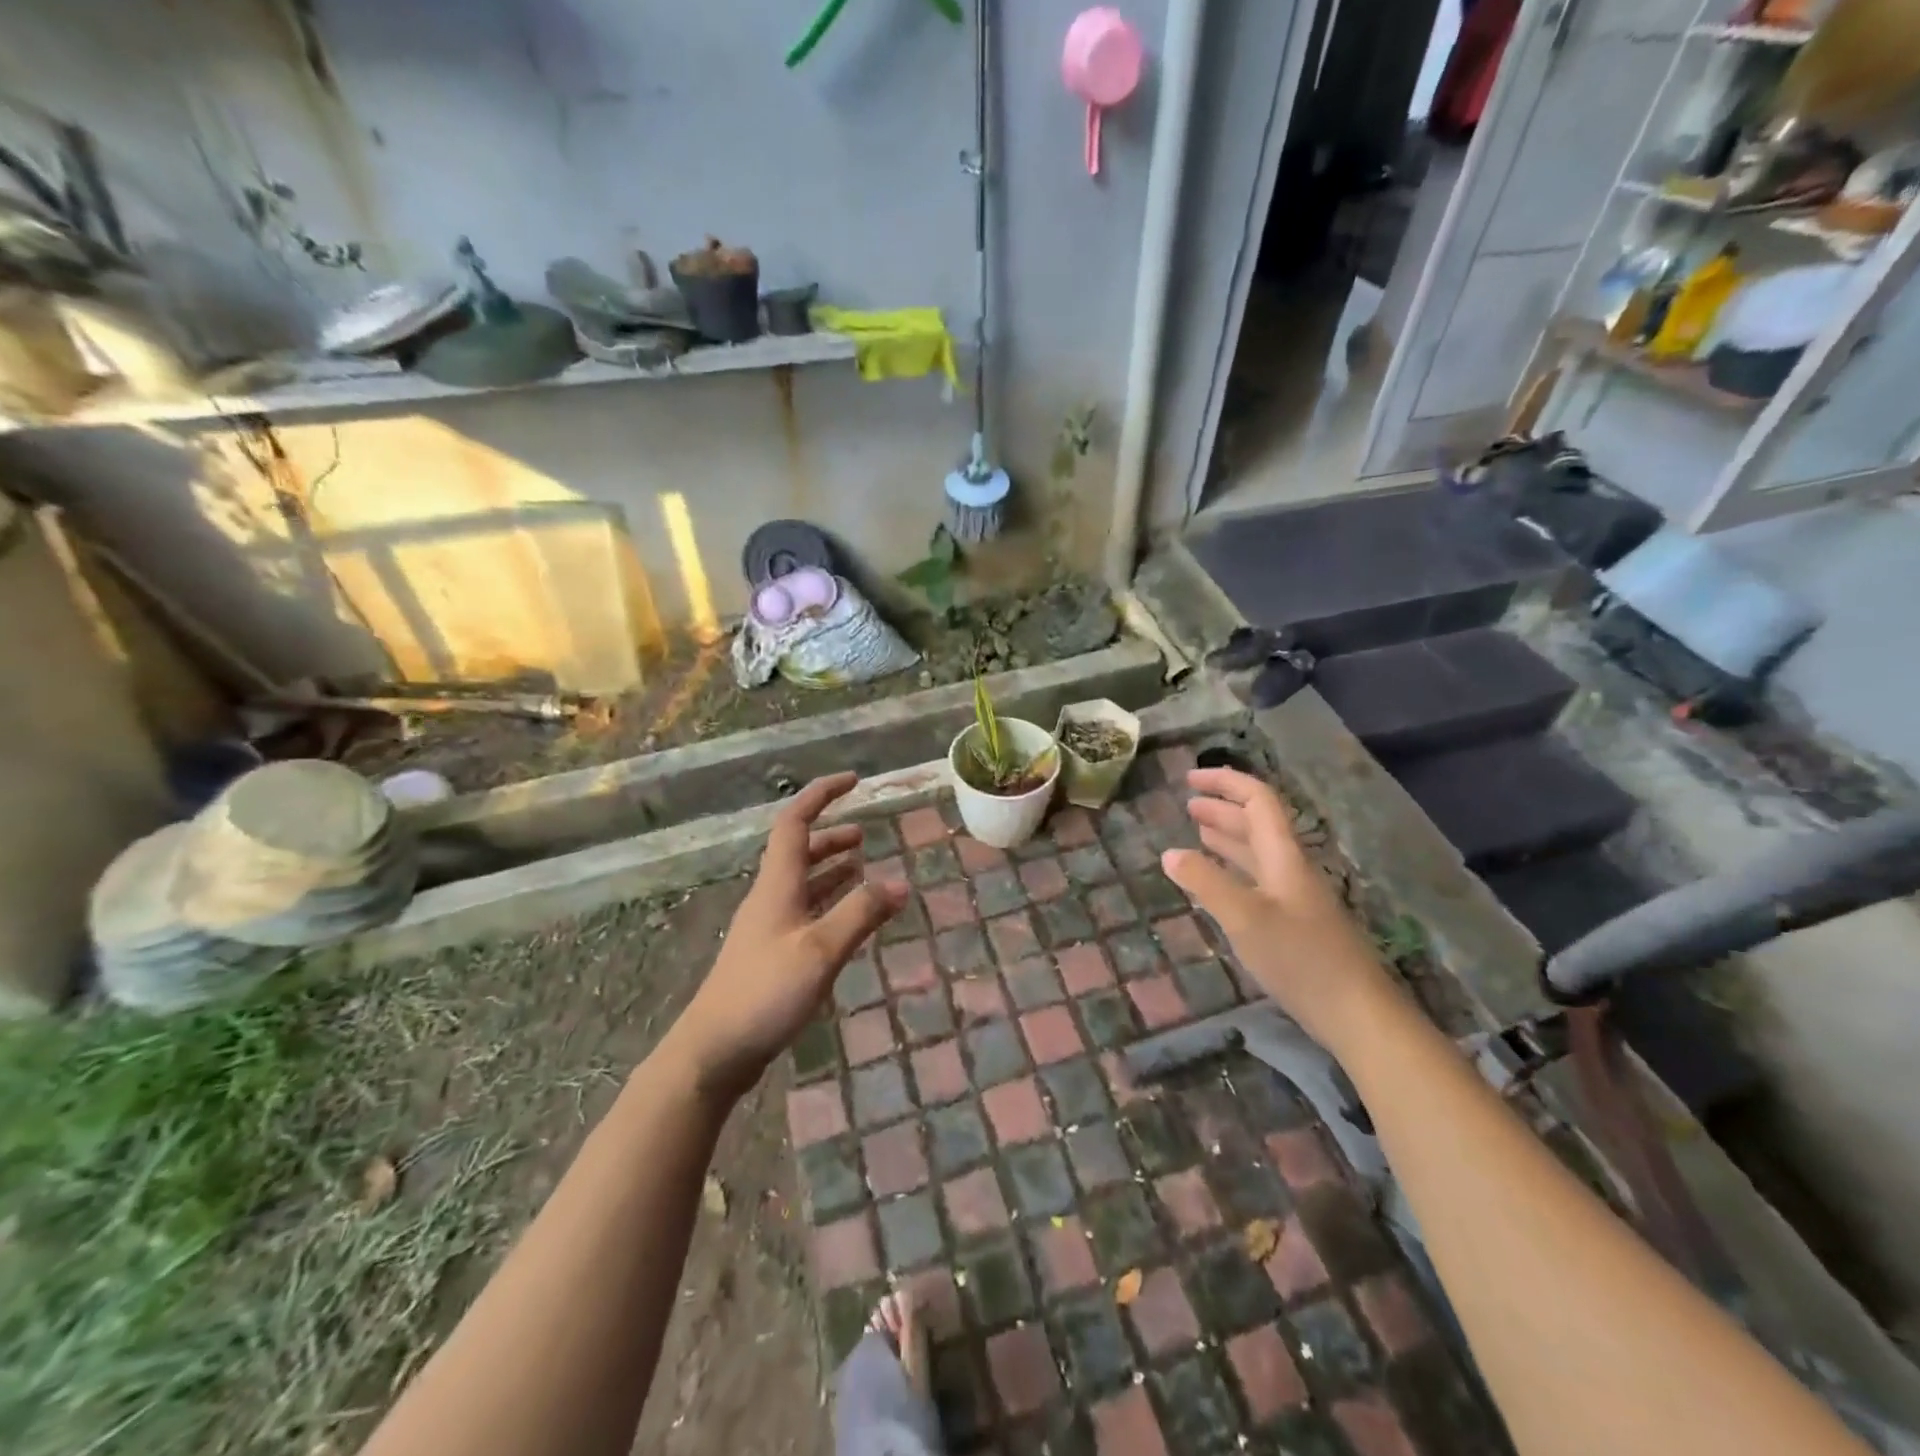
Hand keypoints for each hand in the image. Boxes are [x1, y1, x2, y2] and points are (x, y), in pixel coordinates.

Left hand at [667, 773, 907, 1100]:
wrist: (713, 1050)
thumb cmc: (765, 992)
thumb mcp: (820, 951)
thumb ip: (860, 915)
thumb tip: (900, 883)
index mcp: (777, 886)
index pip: (795, 822)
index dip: (822, 795)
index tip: (853, 780)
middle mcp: (770, 898)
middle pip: (798, 852)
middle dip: (831, 836)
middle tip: (865, 835)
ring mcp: (768, 928)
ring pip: (802, 884)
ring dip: (830, 869)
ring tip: (861, 868)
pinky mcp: (770, 955)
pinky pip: (804, 912)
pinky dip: (828, 903)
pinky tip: (845, 918)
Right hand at [1161, 767, 1399, 1051]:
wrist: (1356, 1013)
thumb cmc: (1300, 958)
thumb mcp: (1244, 918)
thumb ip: (1206, 883)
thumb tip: (1169, 853)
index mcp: (1283, 856)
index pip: (1258, 800)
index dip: (1225, 783)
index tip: (1189, 778)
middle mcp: (1290, 868)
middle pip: (1256, 823)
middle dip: (1221, 808)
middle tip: (1186, 804)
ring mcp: (1294, 896)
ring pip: (1256, 852)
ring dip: (1227, 836)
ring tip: (1196, 830)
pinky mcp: (1293, 922)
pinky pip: (1256, 879)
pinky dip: (1232, 868)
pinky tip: (1217, 881)